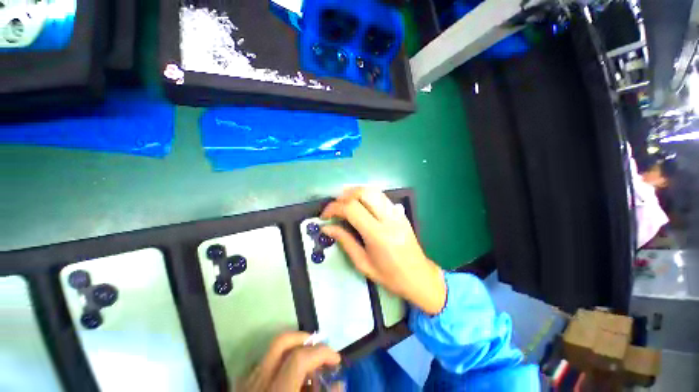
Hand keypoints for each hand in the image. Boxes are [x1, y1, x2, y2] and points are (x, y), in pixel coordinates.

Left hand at [239, 332, 340, 391]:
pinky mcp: (240, 388)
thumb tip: (338, 385)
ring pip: (271, 351)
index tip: (336, 359)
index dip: (322, 353)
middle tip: (319, 349)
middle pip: (281, 343)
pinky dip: (280, 361)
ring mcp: (246, 385)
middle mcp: (258, 385)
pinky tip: (288, 377)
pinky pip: (263, 363)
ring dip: (293, 349)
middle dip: (305, 339)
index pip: (299, 359)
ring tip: (307, 361)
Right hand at [321, 187, 446, 314]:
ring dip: (355, 193)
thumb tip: (326, 228)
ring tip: (344, 204)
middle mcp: (388, 218)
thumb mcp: (362, 262)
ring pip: (373, 190)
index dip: (334, 208)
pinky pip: (381, 196)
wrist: (418, 276)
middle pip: (363, 192)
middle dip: (344, 196)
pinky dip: (366, 196)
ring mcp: (397, 213)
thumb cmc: (389, 275)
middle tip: (335, 208)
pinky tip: (360, 205)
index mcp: (378, 234)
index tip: (324, 216)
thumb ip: (344, 241)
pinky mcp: (400, 212)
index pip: (351, 208)